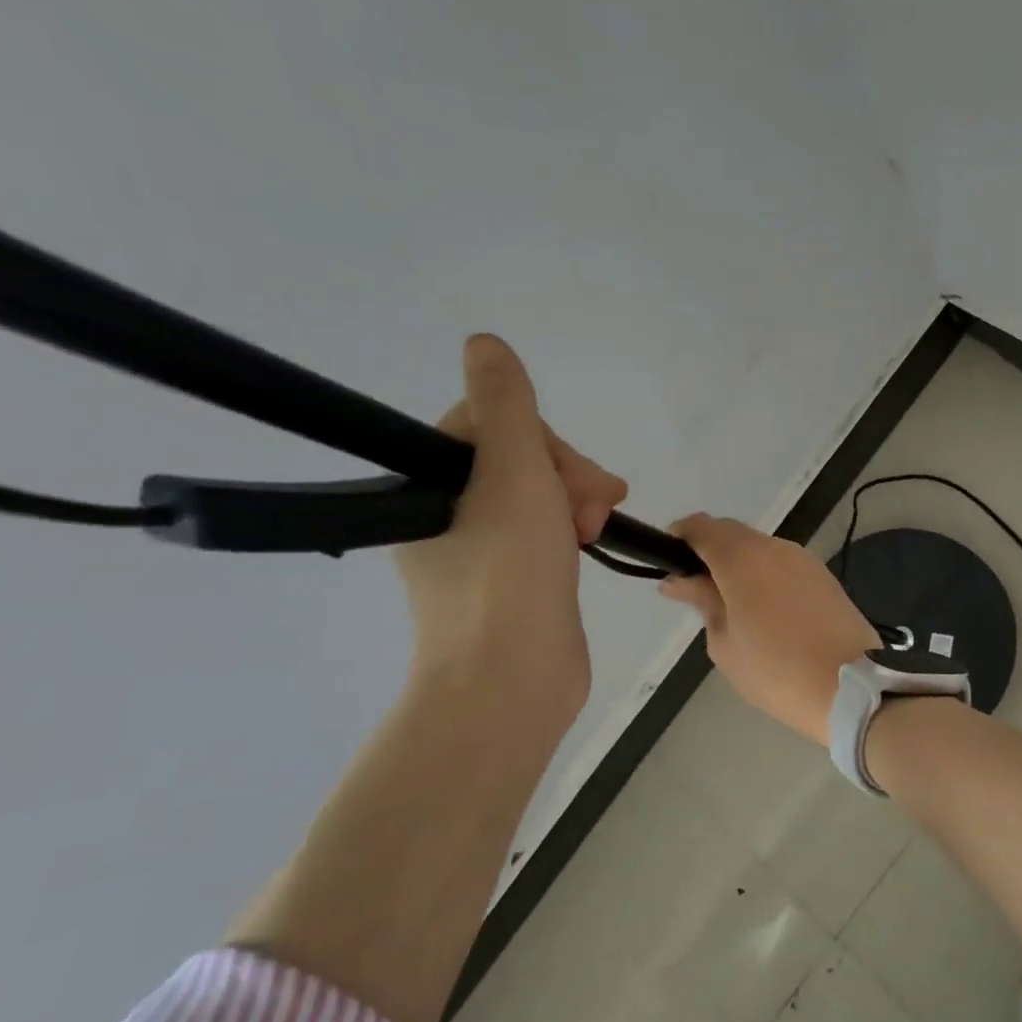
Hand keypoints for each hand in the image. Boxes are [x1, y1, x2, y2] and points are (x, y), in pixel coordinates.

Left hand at [395, 335, 626, 727]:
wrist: (513, 679)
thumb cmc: (510, 570)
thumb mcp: (512, 471)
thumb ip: (505, 404)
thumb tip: (483, 342)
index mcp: (427, 485)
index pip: (489, 425)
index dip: (541, 441)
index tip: (572, 476)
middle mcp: (442, 513)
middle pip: (516, 460)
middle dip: (566, 475)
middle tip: (592, 507)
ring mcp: (476, 550)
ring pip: (534, 496)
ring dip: (574, 501)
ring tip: (595, 531)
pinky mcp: (507, 581)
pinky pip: (540, 533)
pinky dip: (568, 531)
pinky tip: (587, 544)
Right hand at [660, 516, 880, 745]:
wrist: (852, 688)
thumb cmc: (777, 671)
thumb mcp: (725, 643)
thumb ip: (703, 602)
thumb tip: (679, 581)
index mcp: (743, 559)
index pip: (702, 527)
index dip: (680, 536)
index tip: (667, 559)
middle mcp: (775, 547)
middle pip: (732, 533)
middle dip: (709, 550)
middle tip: (695, 588)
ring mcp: (804, 559)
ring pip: (760, 547)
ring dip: (739, 563)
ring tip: (730, 603)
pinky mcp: (824, 576)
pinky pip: (783, 563)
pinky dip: (764, 574)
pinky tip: (762, 608)